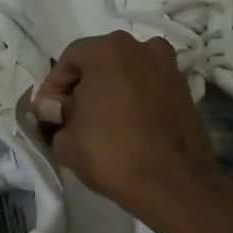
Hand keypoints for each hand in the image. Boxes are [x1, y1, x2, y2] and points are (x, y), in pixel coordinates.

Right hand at [32, 31, 227, 220]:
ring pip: (128, 74)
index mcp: (109, 50)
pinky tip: (125, 127)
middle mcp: (143, 48)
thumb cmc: (111, 153)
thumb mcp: (66, 140)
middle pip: (101, 62)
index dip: (53, 86)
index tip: (45, 112)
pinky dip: (134, 101)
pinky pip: (149, 89)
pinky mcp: (186, 91)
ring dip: (110, 91)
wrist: (173, 184)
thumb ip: (56, 115)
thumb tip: (53, 107)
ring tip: (98, 121)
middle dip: (82, 86)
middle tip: (69, 115)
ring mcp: (169, 68)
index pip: (69, 59)